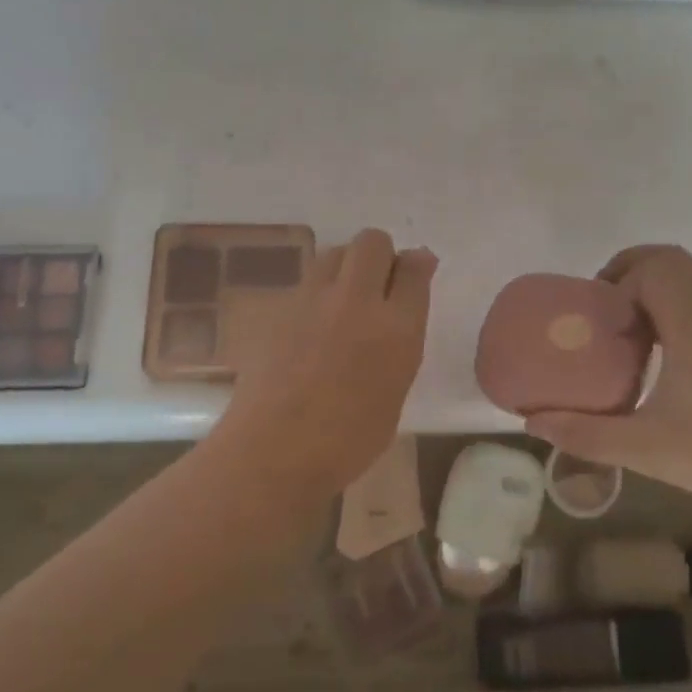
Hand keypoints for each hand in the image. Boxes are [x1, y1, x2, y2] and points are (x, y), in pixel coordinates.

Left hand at [220, 229, 435, 495]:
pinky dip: (319, 291)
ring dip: (347, 266)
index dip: (417, 265)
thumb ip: (400, 345)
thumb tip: (399, 316)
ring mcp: (313, 300)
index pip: (414, 268)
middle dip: (381, 254)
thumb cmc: (347, 440)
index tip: (415, 273)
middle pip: (373, 241)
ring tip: (345, 300)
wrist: (274, 449)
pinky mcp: (280, 307)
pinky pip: (307, 281)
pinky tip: (314, 324)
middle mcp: (355, 301)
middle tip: (379, 284)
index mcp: (395, 329)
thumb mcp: (393, 393)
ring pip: (336, 252)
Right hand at [524, 245, 691, 517]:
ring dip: (649, 288)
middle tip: (603, 309)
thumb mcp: (641, 448)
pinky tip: (653, 352)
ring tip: (622, 329)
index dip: (620, 282)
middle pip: (671, 261)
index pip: (657, 269)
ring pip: (688, 277)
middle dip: (629, 271)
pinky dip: (668, 305)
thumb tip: (531, 422)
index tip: (601, 321)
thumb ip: (582, 433)